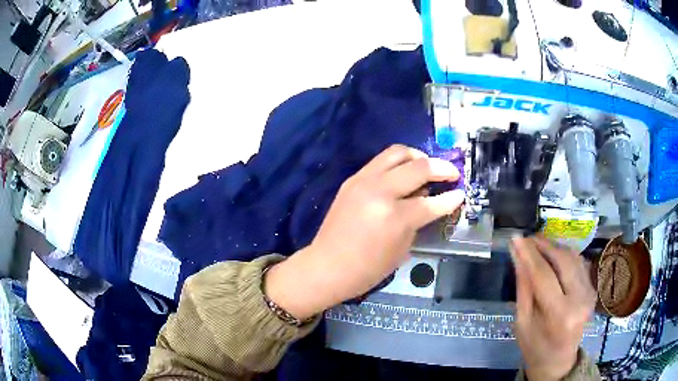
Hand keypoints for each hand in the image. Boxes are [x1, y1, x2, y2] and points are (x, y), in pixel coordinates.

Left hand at [265, 145, 464, 319]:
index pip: (431, 202)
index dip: (451, 198)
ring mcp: (363, 181)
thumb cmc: (367, 269)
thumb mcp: (401, 249)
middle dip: (441, 168)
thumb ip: (417, 221)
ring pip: (397, 152)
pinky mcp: (352, 179)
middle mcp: (379, 191)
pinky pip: (380, 161)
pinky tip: (405, 172)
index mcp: (394, 217)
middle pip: (418, 167)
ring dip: (418, 157)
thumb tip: (427, 199)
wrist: (327, 266)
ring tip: (427, 166)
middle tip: (452, 173)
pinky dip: (398, 162)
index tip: (461, 193)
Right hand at [511, 235, 596, 380]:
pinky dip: (564, 255)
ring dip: (554, 247)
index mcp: (560, 314)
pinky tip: (552, 255)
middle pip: (563, 260)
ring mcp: (590, 292)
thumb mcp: (522, 321)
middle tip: (527, 239)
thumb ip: (523, 286)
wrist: (558, 361)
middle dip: (544, 244)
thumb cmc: (534, 347)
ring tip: (537, 244)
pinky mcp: (592, 288)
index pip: (544, 275)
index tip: (516, 238)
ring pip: (573, 257)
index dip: (529, 254)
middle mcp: (580, 299)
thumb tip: (518, 255)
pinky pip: (578, 263)